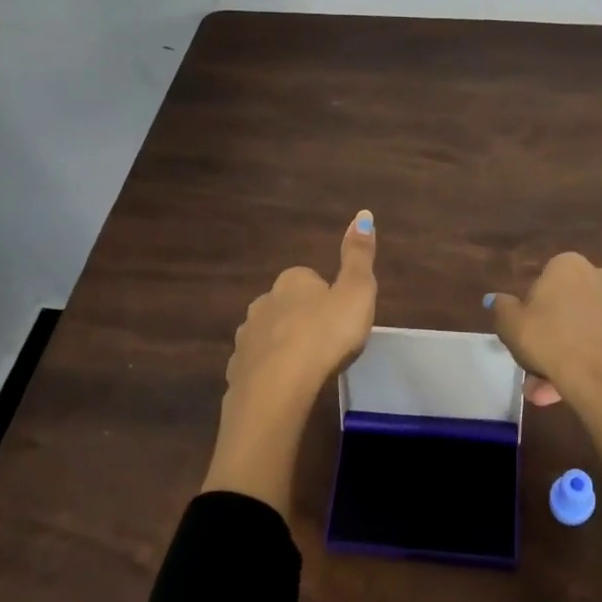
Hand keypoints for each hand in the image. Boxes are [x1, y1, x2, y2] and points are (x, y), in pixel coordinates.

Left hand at [203, 210, 377, 517]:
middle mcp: (263, 303)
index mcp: (292, 282)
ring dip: (283, 345)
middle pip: (285, 305)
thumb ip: (359, 256)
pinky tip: (284, 388)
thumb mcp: (356, 292)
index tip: (340, 316)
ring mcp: (246, 338)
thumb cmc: (325, 335)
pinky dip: (269, 373)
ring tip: (306, 367)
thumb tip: (363, 213)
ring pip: (268, 335)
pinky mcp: (238, 371)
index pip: (308, 279)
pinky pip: (256, 367)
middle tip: (326, 342)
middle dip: (301, 318)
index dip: (326, 295)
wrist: (278, 387)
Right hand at [486, 253, 601, 417]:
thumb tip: (496, 299)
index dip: (531, 310)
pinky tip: (575, 390)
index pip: (544, 282)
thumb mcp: (511, 326)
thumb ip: (502, 309)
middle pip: (568, 308)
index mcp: (570, 266)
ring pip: (587, 330)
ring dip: (568, 355)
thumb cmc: (552, 342)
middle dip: (550, 338)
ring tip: (547, 391)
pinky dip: (591, 363)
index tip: (525, 334)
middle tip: (533, 369)